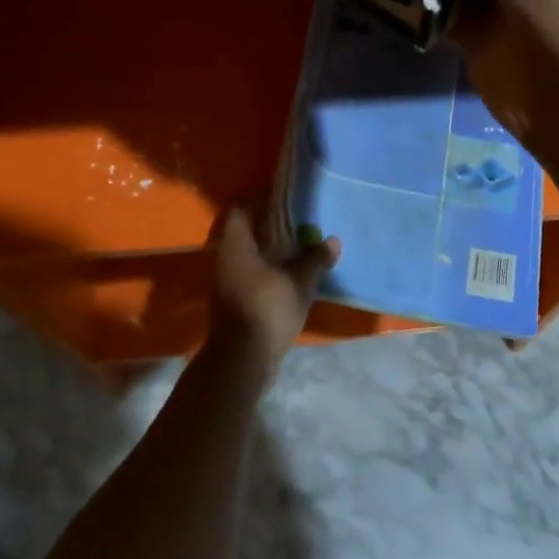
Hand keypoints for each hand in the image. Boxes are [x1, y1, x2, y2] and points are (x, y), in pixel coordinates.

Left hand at [204, 207, 339, 381]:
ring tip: (299, 248)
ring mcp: (227, 282)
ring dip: (270, 251)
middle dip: (269, 227)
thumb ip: (315, 259)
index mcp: (236, 245)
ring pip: (249, 256)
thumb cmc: (267, 309)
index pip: (242, 210)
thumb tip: (333, 240)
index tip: (284, 198)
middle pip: (246, 233)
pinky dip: (268, 271)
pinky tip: (290, 275)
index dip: (260, 200)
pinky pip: (251, 275)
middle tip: (297, 222)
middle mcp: (226, 259)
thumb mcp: (300, 282)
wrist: (242, 359)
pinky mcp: (233, 302)